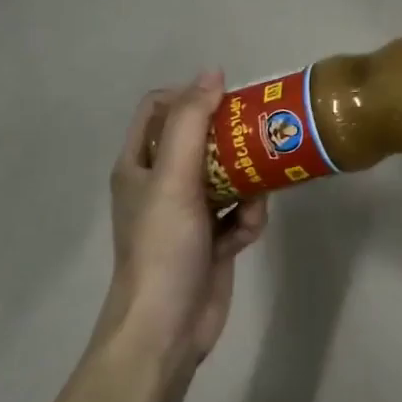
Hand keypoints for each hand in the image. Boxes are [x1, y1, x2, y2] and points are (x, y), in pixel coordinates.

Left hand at [101, 72, 267, 370]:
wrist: (167, 328)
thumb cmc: (163, 247)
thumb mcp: (174, 178)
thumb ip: (192, 123)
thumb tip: (213, 72)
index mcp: (139, 164)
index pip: (159, 109)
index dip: (190, 96)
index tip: (227, 102)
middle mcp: (161, 183)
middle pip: (201, 140)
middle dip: (232, 140)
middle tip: (262, 136)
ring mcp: (188, 213)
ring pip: (228, 176)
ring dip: (248, 184)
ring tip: (255, 198)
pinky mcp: (212, 240)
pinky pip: (239, 212)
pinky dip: (248, 219)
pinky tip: (246, 234)